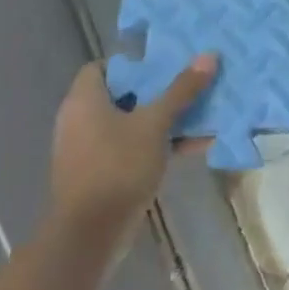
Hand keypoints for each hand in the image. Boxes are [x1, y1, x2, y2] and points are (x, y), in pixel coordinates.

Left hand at [49, 54, 216, 236]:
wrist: (90, 234)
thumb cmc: (118, 166)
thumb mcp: (155, 124)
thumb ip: (181, 90)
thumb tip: (209, 56)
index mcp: (84, 100)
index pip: (102, 67)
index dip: (133, 64)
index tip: (164, 68)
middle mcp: (80, 120)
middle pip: (122, 95)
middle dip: (158, 92)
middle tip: (189, 88)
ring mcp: (88, 149)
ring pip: (130, 124)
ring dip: (163, 120)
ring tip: (200, 116)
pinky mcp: (100, 174)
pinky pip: (131, 148)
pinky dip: (156, 144)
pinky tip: (193, 147)